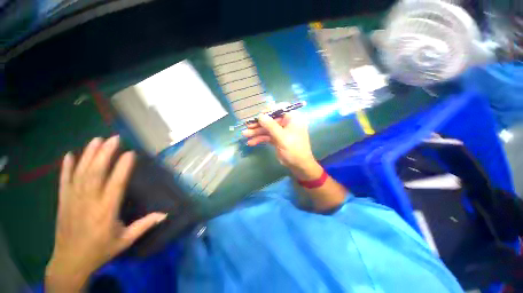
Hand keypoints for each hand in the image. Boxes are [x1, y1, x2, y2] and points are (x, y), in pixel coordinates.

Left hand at [46, 137, 166, 291]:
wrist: (70, 262)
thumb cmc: (100, 250)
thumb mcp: (125, 240)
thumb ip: (144, 225)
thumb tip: (165, 214)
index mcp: (106, 211)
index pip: (115, 184)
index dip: (122, 167)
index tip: (130, 153)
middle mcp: (89, 201)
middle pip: (95, 173)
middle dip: (104, 153)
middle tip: (114, 138)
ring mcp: (73, 200)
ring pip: (80, 173)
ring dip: (88, 155)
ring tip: (97, 140)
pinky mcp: (62, 201)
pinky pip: (64, 181)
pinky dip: (66, 167)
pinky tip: (69, 155)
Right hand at [242, 107, 322, 180]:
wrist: (298, 165)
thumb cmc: (294, 149)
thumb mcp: (282, 137)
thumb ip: (271, 126)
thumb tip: (260, 116)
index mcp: (292, 118)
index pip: (280, 108)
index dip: (269, 111)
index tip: (259, 116)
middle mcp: (286, 123)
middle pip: (270, 119)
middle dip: (259, 124)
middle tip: (247, 126)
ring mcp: (281, 131)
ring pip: (267, 129)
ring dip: (256, 132)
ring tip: (245, 135)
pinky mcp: (277, 138)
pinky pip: (267, 136)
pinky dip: (259, 139)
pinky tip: (251, 142)